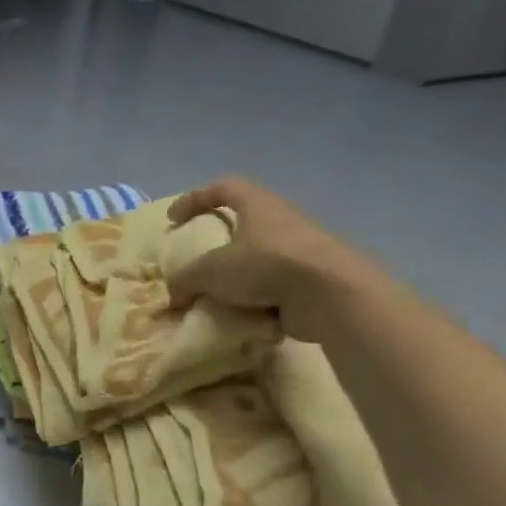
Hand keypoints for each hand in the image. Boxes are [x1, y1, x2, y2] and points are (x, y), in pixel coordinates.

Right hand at [166, 177, 380, 340]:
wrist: (332, 296)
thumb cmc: (266, 265)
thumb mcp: (210, 271)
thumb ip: (185, 280)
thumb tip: (173, 296)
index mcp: (258, 205)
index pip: (223, 187)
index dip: (194, 199)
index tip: (173, 220)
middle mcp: (282, 221)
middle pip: (243, 223)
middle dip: (217, 245)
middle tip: (197, 263)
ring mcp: (301, 251)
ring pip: (258, 259)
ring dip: (236, 278)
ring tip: (216, 298)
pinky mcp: (312, 280)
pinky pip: (274, 288)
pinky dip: (256, 301)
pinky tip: (242, 318)